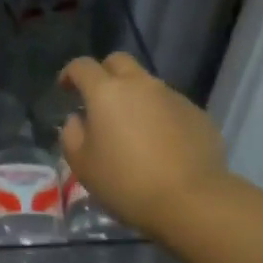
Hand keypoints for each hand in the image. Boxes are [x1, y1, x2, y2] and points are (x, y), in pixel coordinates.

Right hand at [58, 53, 228, 237]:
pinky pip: (171, 106)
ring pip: (148, 84)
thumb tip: (78, 119)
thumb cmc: (126, 183)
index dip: (70, 73)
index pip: (82, 66)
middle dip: (105, 74)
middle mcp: (141, 85)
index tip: (65, 89)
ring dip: (135, 97)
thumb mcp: (83, 166)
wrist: (190, 200)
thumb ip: (72, 135)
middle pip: (119, 62)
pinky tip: (161, 145)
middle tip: (99, 100)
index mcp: (106, 93)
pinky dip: (160, 116)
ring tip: (133, 129)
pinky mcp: (197, 113)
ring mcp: (173, 96)